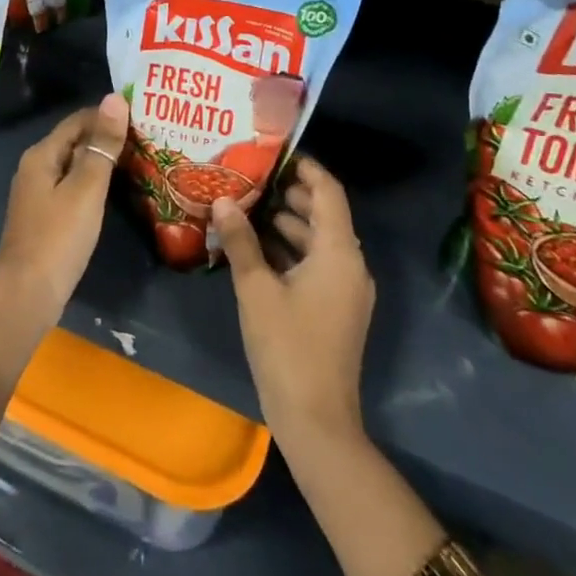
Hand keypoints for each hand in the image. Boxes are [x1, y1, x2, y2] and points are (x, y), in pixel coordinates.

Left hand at [0, 93, 128, 310]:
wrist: (27, 294)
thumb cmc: (59, 236)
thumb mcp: (86, 187)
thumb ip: (102, 144)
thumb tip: (115, 98)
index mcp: (42, 155)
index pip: (78, 120)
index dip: (107, 115)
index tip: (142, 116)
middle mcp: (36, 168)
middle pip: (75, 141)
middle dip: (106, 137)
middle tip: (146, 137)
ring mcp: (38, 194)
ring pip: (74, 165)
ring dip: (102, 161)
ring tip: (139, 160)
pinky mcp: (45, 217)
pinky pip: (72, 187)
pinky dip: (93, 183)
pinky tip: (115, 191)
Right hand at [213, 156, 373, 452]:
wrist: (317, 423)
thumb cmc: (287, 347)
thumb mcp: (256, 289)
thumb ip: (241, 241)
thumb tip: (224, 200)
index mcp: (339, 253)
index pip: (328, 192)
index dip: (305, 168)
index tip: (275, 152)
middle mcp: (351, 265)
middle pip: (325, 214)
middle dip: (291, 194)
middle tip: (252, 177)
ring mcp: (347, 290)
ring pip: (320, 240)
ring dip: (289, 222)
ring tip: (249, 207)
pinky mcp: (337, 309)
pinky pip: (318, 264)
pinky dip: (292, 250)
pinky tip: (258, 248)